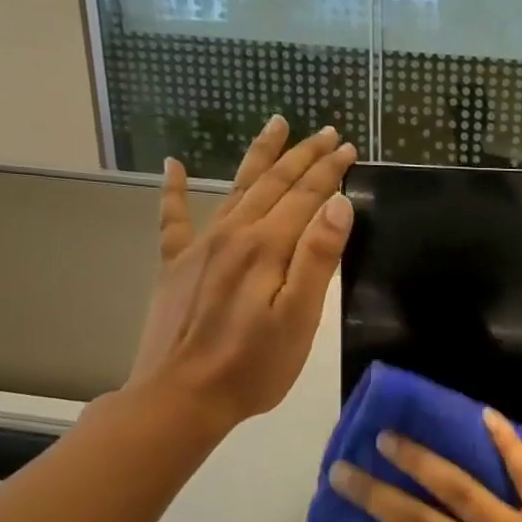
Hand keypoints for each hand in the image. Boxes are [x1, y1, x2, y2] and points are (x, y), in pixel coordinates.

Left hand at [126, 117, 356, 432]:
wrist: (181, 397)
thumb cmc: (253, 366)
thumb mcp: (299, 318)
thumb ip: (317, 259)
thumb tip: (338, 204)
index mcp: (267, 247)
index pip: (306, 197)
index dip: (329, 171)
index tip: (348, 147)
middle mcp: (234, 235)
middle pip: (274, 184)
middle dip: (303, 155)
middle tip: (325, 132)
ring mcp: (200, 247)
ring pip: (236, 189)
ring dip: (259, 157)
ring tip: (275, 125)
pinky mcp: (176, 265)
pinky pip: (174, 218)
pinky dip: (175, 189)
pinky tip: (174, 166)